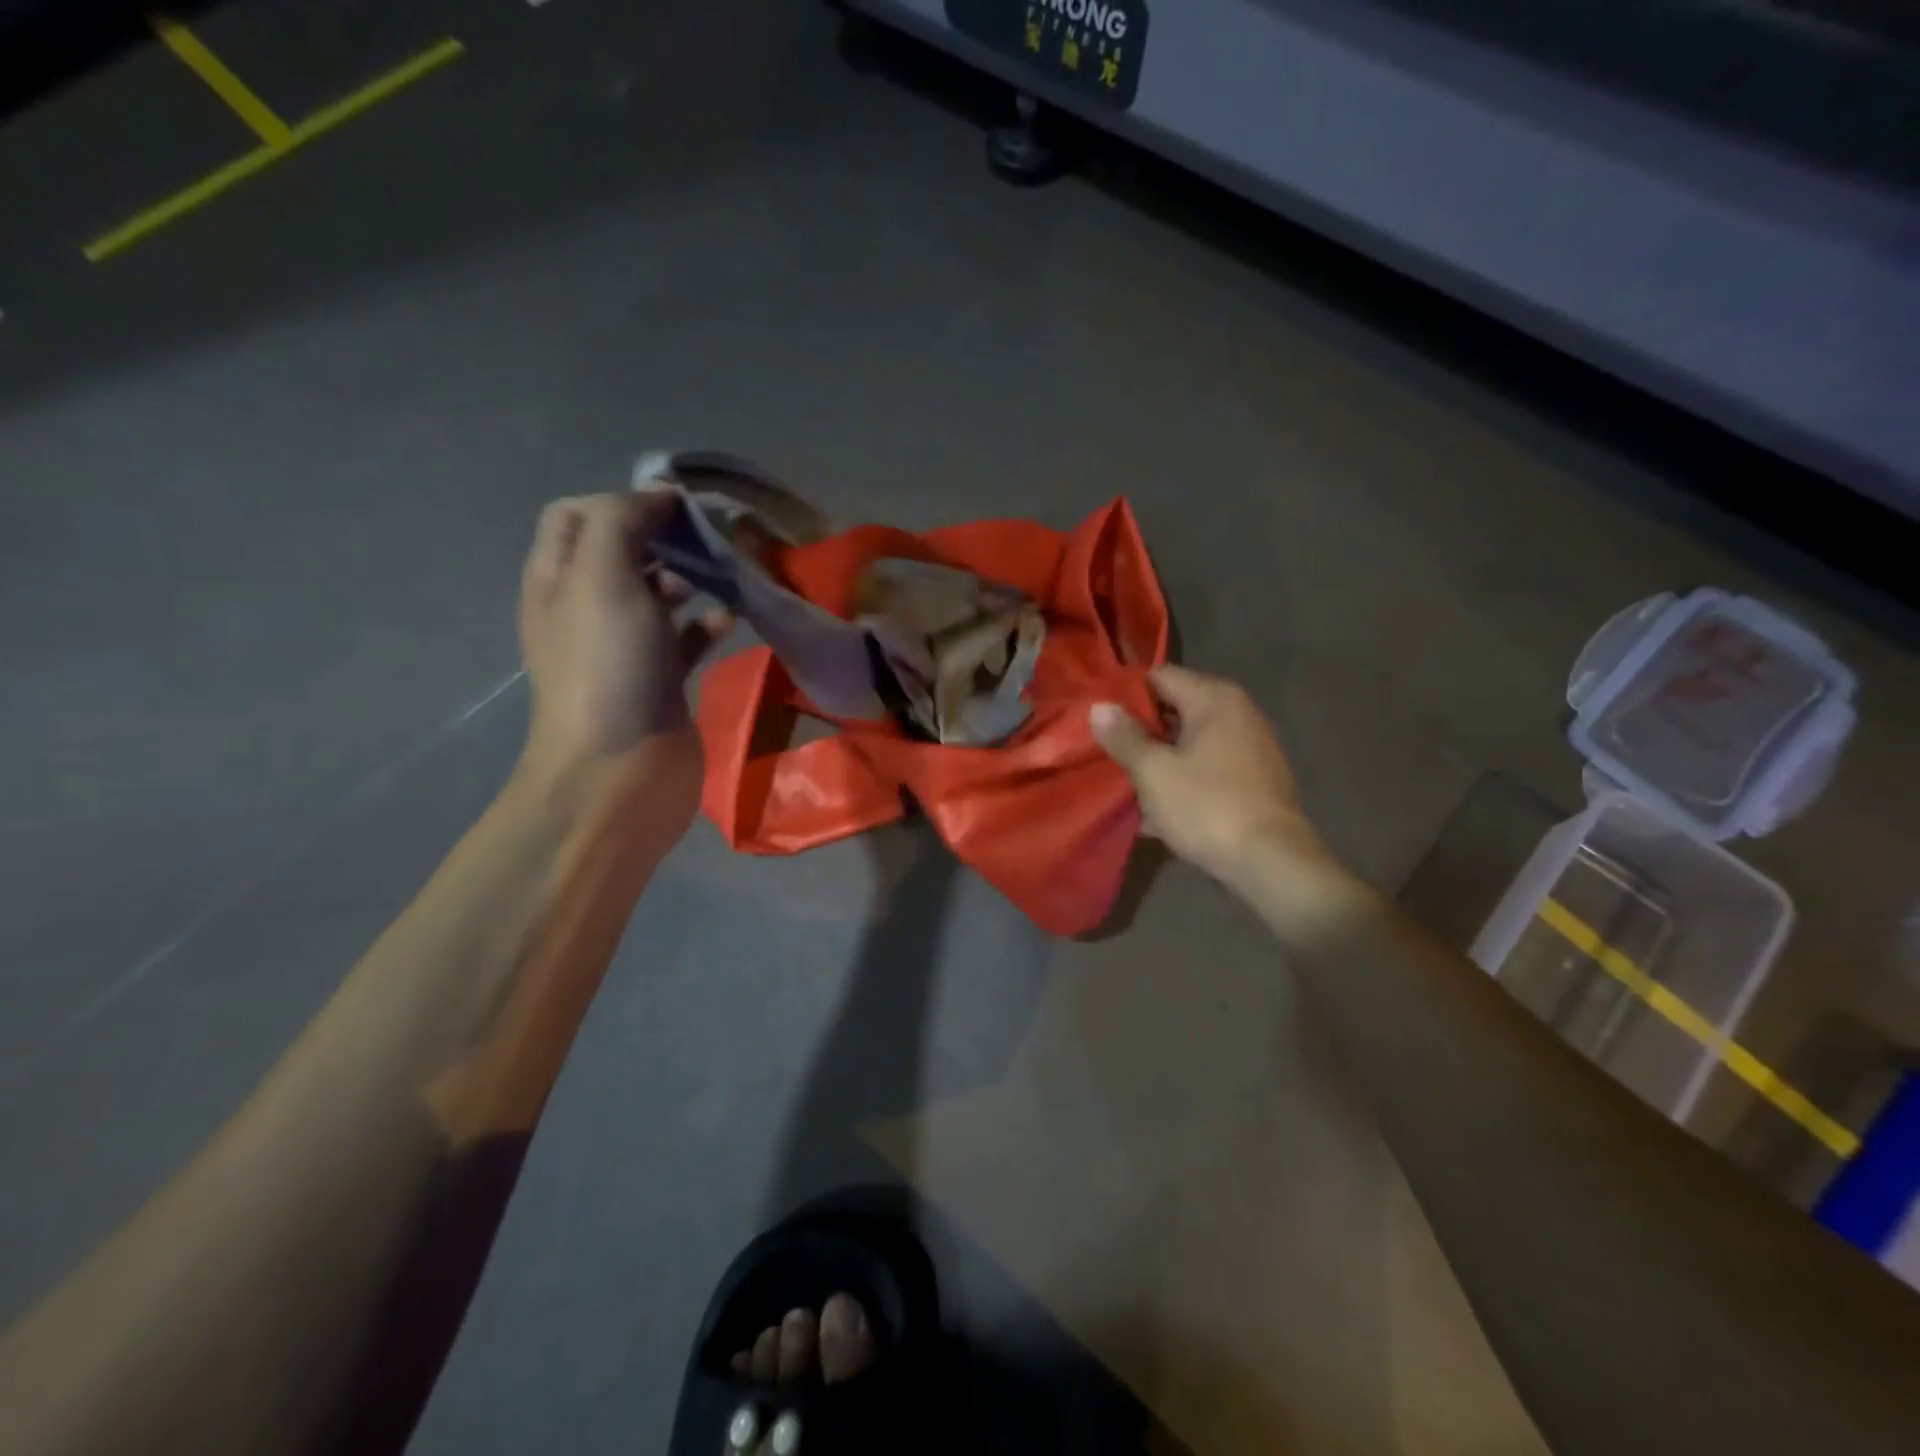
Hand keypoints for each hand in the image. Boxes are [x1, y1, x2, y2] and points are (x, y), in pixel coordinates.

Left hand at [517, 493, 730, 820]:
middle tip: (716, 537)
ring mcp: (626, 646)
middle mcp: (588, 607)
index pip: (578, 513)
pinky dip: (709, 622)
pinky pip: (686, 637)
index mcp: (559, 578)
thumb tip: (659, 497)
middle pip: (626, 551)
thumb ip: (622, 522)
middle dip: (668, 536)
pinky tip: (733, 619)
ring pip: (661, 593)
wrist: (620, 770)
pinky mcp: (662, 678)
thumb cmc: (607, 667)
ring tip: (733, 572)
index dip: (624, 499)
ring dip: (695, 577)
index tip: (678, 507)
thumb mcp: (602, 578)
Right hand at [1091, 666, 1335, 888]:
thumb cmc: (1207, 807)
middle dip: (1141, 730)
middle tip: (1107, 752)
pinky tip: (1160, 808)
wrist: (1272, 863)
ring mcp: (1251, 746)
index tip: (1099, 718)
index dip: (1126, 694)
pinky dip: (1184, 778)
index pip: (1159, 676)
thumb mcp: (1154, 772)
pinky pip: (1208, 767)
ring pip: (1190, 742)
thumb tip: (1099, 706)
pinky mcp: (1255, 778)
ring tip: (1128, 783)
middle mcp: (1238, 712)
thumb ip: (1124, 736)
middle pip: (1175, 708)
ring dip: (1161, 759)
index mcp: (1214, 699)